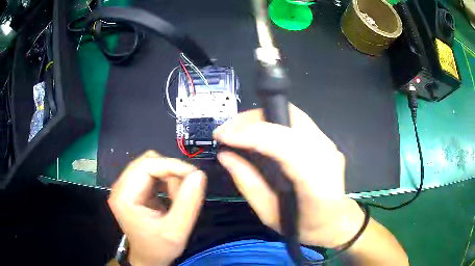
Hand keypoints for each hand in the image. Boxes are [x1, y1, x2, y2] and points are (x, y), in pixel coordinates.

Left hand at [108, 151, 206, 265]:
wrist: (148, 258)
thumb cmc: (159, 248)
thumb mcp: (177, 230)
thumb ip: (188, 203)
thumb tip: (199, 174)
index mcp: (124, 196)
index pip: (147, 165)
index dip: (173, 165)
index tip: (195, 176)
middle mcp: (120, 186)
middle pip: (148, 162)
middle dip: (172, 172)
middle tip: (186, 191)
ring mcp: (125, 186)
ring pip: (151, 165)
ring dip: (170, 176)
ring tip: (177, 198)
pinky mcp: (132, 189)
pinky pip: (151, 173)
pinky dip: (166, 180)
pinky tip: (171, 196)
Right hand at [214, 104, 364, 248]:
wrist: (336, 221)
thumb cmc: (305, 226)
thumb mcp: (269, 214)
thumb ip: (247, 183)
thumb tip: (225, 155)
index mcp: (317, 183)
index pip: (284, 146)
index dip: (251, 135)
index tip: (223, 135)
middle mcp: (327, 156)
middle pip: (289, 119)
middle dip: (252, 119)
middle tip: (227, 130)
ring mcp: (329, 145)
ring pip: (292, 114)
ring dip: (261, 117)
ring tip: (238, 129)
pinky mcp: (326, 140)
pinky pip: (296, 120)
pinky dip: (272, 120)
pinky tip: (258, 131)